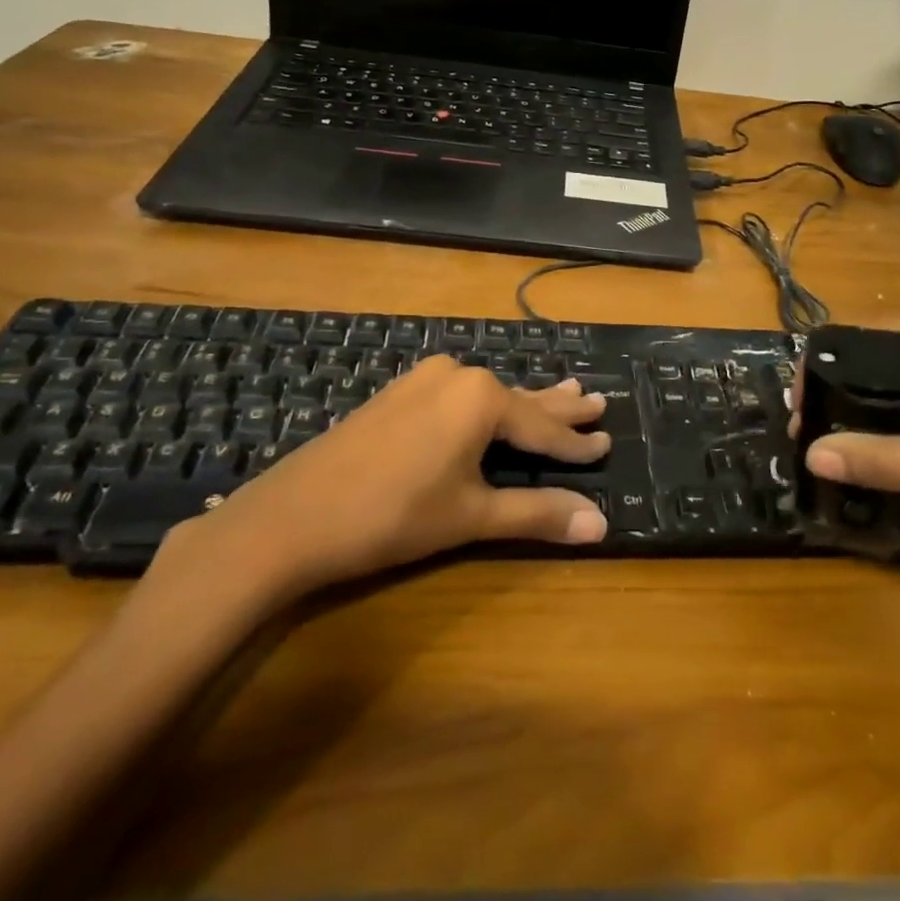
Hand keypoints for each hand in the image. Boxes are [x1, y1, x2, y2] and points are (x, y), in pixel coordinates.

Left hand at [153, 357, 610, 603]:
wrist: (292, 517)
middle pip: (520, 399)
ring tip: (564, 390)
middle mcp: (457, 375)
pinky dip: (486, 406)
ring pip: (489, 395)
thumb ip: (536, 513)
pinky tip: (493, 404)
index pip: (542, 428)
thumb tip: (601, 524)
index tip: (607, 443)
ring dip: (524, 403)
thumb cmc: (392, 516)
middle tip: (596, 401)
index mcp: (481, 398)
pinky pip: (459, 394)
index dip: (576, 444)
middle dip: (559, 407)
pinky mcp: (399, 393)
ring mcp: (423, 379)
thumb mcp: (471, 515)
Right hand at [797, 310, 899, 552]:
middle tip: (818, 436)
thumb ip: (895, 460)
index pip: (867, 335)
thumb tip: (814, 457)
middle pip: (885, 351)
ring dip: (876, 403)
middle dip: (846, 390)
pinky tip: (898, 443)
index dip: (826, 370)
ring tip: (845, 441)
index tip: (803, 414)